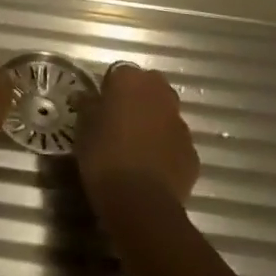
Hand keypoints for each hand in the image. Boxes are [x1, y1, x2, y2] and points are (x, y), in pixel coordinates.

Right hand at [76, 63, 198, 206]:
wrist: (140, 202)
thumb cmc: (104, 156)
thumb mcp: (83, 129)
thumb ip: (87, 106)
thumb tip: (86, 96)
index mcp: (131, 81)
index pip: (119, 73)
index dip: (108, 89)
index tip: (99, 107)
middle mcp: (160, 94)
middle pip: (149, 87)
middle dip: (137, 99)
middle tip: (118, 122)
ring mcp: (180, 123)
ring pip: (165, 114)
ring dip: (153, 122)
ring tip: (135, 146)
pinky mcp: (192, 151)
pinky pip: (175, 142)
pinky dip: (165, 149)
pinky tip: (150, 167)